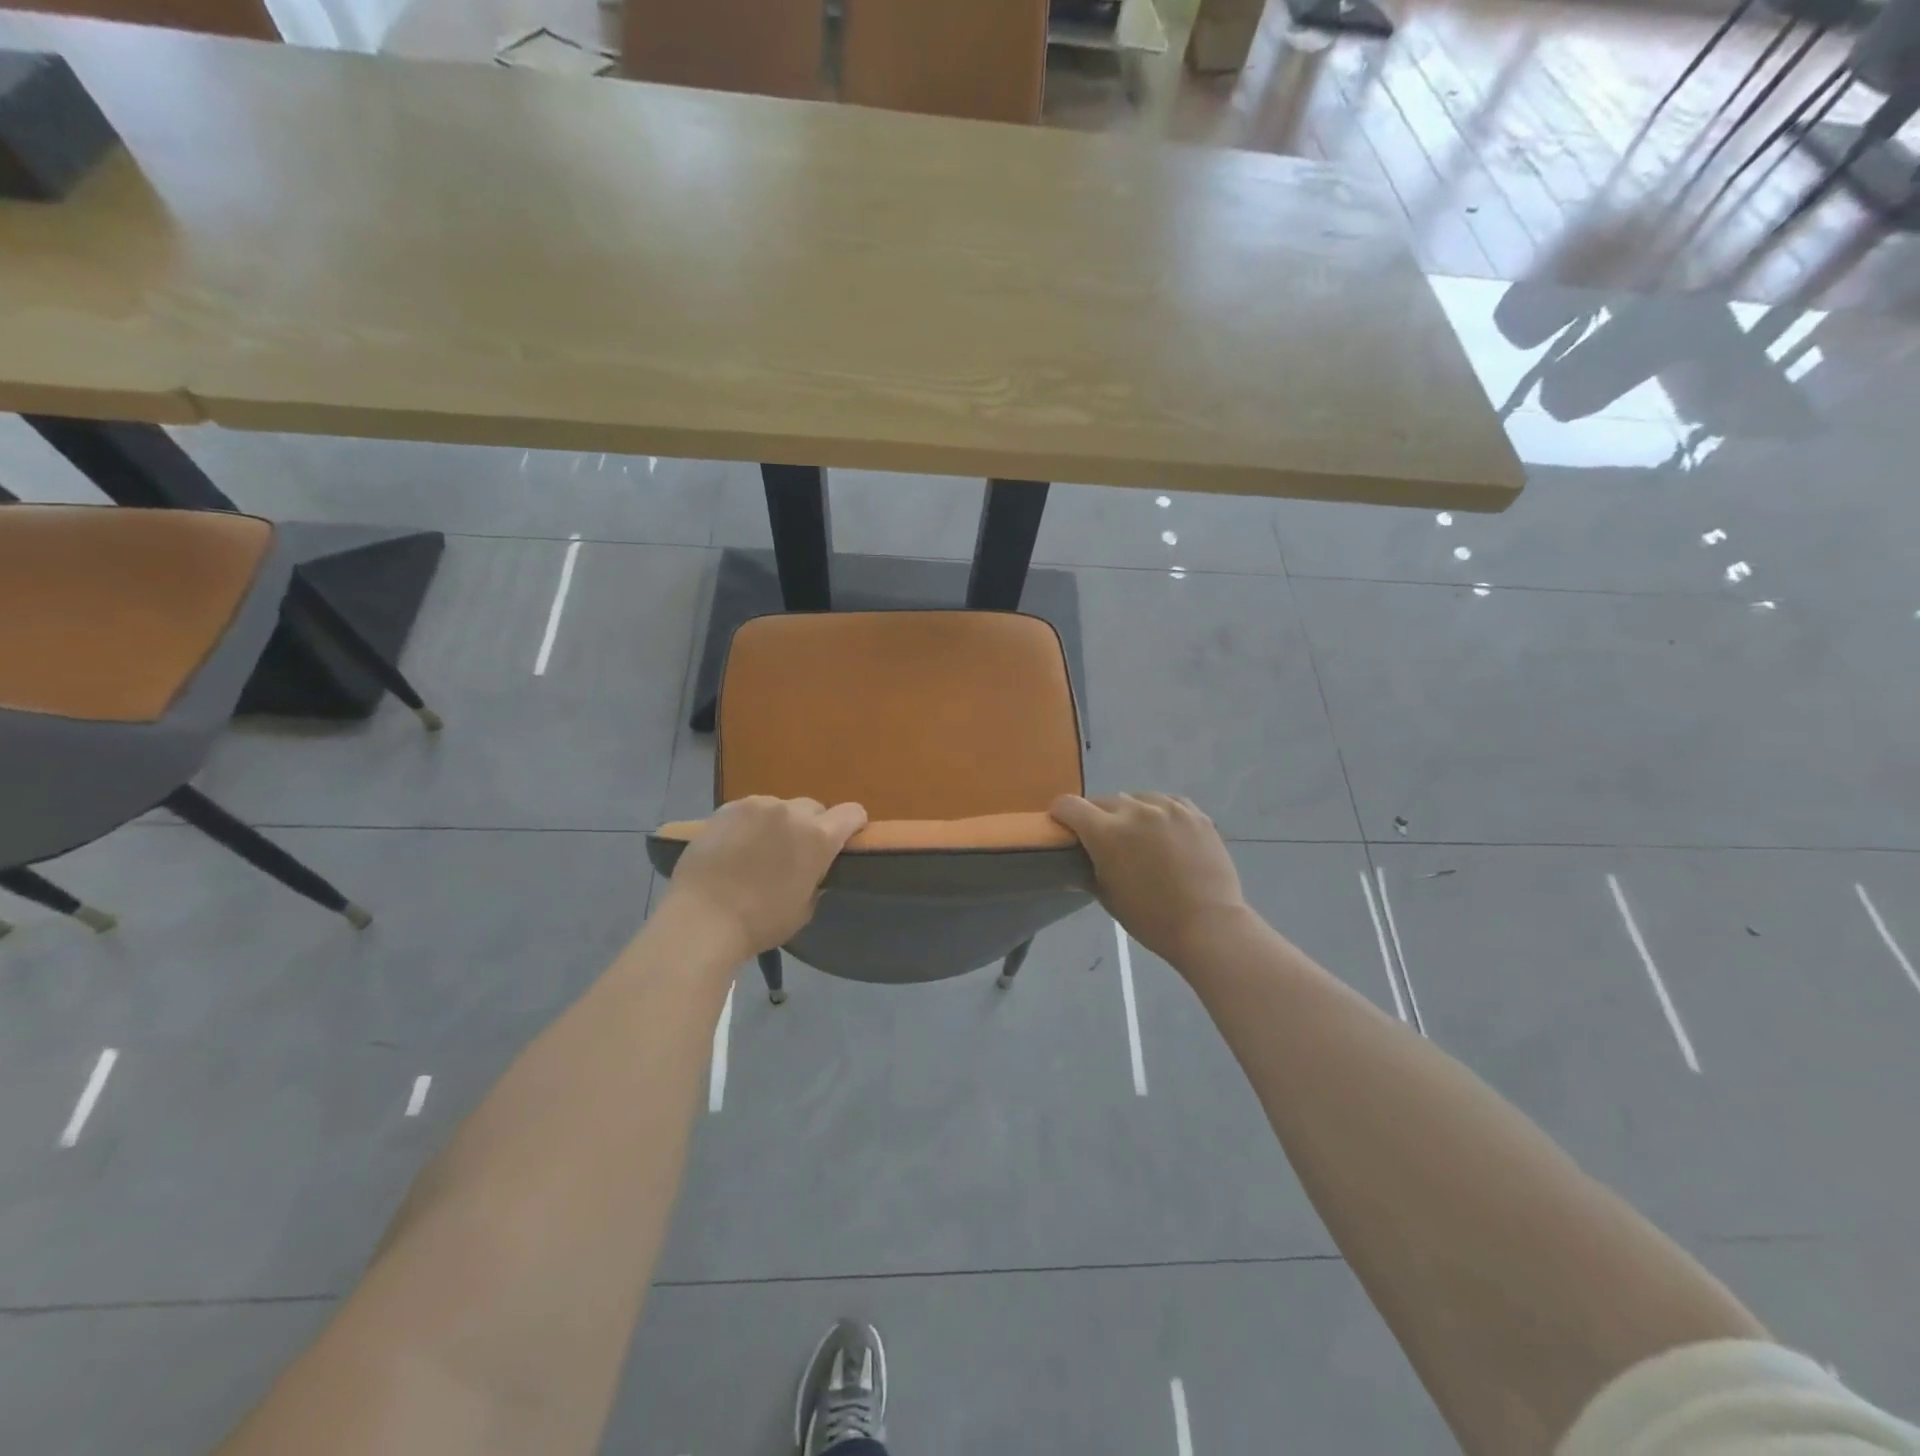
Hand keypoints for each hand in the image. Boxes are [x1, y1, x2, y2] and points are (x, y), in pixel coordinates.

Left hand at [663, 796, 867, 956]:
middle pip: (814, 808)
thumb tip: (812, 870)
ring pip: (780, 807)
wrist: (702, 918)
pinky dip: (750, 823)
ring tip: (759, 849)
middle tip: (794, 852)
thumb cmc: (760, 922)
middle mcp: (791, 813)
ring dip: (778, 823)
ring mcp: (757, 806)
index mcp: (818, 837)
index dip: (852, 825)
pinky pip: (749, 810)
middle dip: (811, 826)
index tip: (843, 840)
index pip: (852, 813)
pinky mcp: (727, 808)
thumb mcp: (804, 908)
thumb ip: (816, 880)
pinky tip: (735, 846)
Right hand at [1050, 793, 1248, 966]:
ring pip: (1137, 799)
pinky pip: (1167, 803)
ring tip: (1140, 837)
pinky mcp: (1194, 813)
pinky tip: (1164, 832)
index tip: (1063, 827)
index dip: (1060, 814)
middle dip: (1097, 817)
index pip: (1069, 805)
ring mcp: (1168, 807)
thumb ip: (1088, 868)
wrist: (1209, 925)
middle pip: (1103, 801)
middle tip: (1105, 841)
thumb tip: (1078, 858)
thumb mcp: (1107, 896)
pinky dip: (1159, 813)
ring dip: (1130, 814)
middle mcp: (1135, 810)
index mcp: (1106, 832)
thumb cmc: (1151, 918)